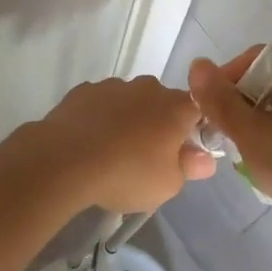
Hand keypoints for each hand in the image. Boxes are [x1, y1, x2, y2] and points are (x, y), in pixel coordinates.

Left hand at [30, 75, 215, 214]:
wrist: (65, 160)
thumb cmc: (127, 173)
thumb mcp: (167, 185)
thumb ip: (189, 168)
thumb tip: (206, 159)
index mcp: (176, 107)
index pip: (199, 108)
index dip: (194, 128)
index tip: (184, 150)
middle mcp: (149, 88)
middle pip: (162, 103)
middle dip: (159, 124)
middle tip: (147, 156)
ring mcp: (115, 85)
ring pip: (130, 100)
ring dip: (128, 119)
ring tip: (112, 151)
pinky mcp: (84, 90)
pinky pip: (101, 103)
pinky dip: (100, 117)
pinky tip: (88, 142)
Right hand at [188, 49, 271, 261]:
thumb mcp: (253, 132)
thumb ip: (221, 101)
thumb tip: (197, 65)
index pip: (256, 58)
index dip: (227, 79)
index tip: (209, 110)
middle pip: (266, 85)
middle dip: (240, 110)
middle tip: (222, 136)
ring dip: (257, 132)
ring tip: (243, 157)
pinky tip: (268, 172)